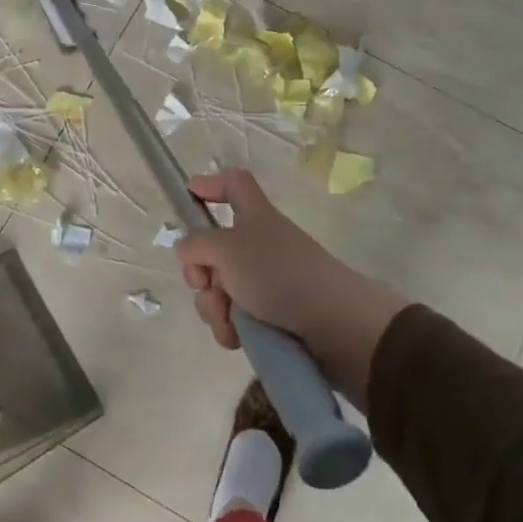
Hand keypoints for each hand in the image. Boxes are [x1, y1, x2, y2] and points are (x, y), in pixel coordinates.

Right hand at [174, 169, 405, 408]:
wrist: (334, 326)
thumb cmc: (279, 274)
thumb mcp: (227, 249)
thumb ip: (196, 245)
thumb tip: (188, 252)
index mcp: (254, 217)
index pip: (234, 185)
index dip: (211, 184)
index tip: (189, 195)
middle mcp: (258, 246)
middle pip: (213, 250)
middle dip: (199, 273)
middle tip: (206, 284)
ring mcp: (265, 283)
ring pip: (219, 291)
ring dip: (214, 307)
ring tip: (231, 320)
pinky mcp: (270, 317)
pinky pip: (234, 320)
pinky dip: (231, 328)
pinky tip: (239, 337)